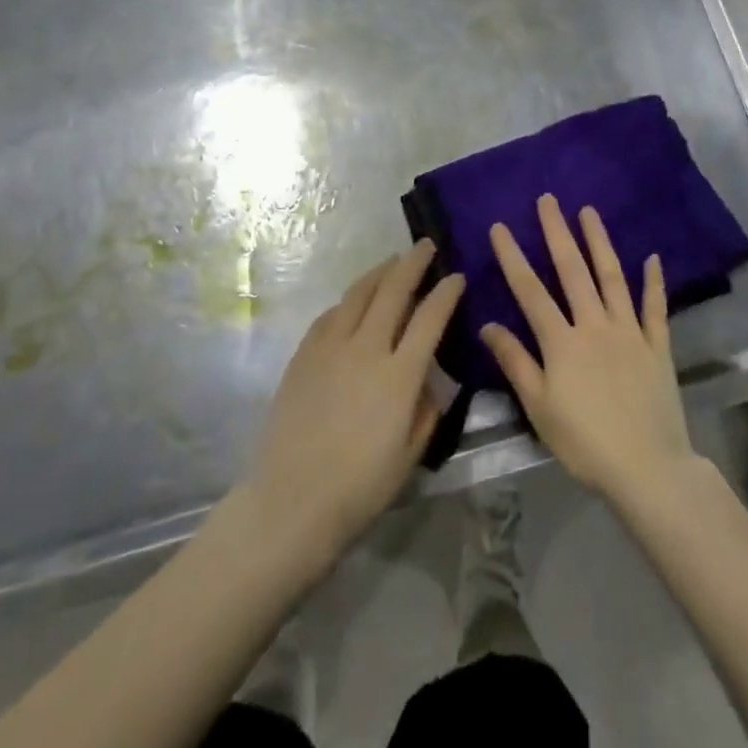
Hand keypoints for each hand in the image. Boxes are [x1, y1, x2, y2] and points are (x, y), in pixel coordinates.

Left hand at [245, 241, 463, 570]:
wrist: (291, 501)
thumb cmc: (359, 488)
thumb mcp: (411, 454)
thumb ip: (427, 409)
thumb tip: (427, 379)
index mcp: (399, 375)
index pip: (430, 317)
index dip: (447, 292)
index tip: (456, 276)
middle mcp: (366, 349)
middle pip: (393, 290)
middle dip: (413, 263)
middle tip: (426, 246)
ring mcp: (330, 347)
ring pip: (359, 293)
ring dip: (380, 272)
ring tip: (392, 261)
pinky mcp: (304, 354)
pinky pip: (331, 314)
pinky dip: (349, 300)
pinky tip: (354, 301)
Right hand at [481, 195, 699, 502]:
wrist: (647, 468)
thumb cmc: (584, 442)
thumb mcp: (539, 407)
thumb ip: (515, 362)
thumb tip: (488, 325)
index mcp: (562, 341)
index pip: (530, 291)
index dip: (513, 257)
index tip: (500, 226)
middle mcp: (595, 325)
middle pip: (573, 271)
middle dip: (557, 232)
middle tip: (549, 200)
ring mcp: (629, 332)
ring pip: (612, 278)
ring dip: (600, 242)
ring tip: (589, 211)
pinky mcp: (657, 346)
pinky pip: (655, 308)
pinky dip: (654, 282)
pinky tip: (652, 258)